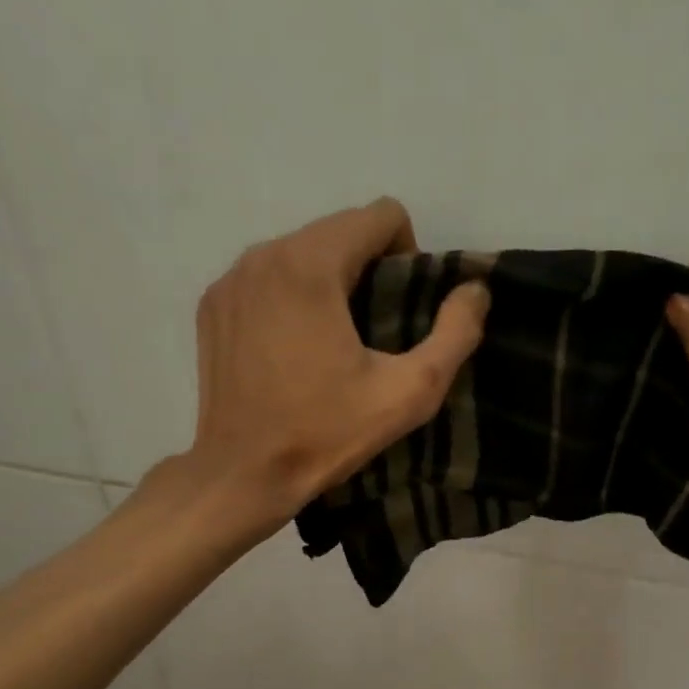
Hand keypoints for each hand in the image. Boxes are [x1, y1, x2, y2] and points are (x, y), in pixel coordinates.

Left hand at [177, 198, 487, 536]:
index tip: (403, 309)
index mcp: (310, 265)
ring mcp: (230, 280)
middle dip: (369, 268)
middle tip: (376, 332)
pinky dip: (291, 298)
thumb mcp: (409, 393)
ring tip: (336, 342)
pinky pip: (267, 277)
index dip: (408, 254)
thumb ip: (454, 334)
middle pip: (338, 230)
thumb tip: (475, 290)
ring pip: (301, 252)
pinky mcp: (212, 305)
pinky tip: (295, 350)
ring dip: (330, 281)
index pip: (379, 215)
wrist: (244, 474)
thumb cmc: (327, 433)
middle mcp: (263, 255)